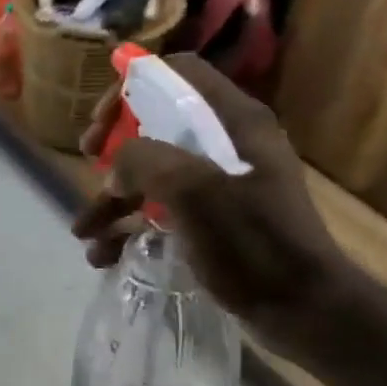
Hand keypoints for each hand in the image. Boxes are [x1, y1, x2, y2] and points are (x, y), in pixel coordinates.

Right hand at [72, 55, 352, 346]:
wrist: (302, 310)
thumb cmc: (252, 242)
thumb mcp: (193, 189)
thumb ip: (143, 161)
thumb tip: (116, 168)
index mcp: (233, 122)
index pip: (176, 74)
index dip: (132, 87)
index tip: (101, 122)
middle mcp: (227, 144)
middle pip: (156, 124)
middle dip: (114, 148)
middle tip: (86, 163)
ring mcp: (219, 185)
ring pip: (151, 174)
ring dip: (112, 198)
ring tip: (83, 234)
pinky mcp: (212, 221)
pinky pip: (159, 211)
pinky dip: (129, 228)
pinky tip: (104, 256)